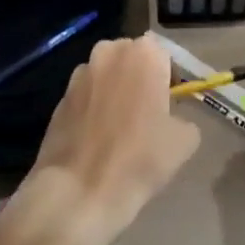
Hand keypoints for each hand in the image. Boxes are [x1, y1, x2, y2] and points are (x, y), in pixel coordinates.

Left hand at [18, 36, 200, 242]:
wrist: (78, 192)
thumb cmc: (139, 159)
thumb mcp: (185, 140)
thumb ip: (184, 116)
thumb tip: (171, 119)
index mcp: (144, 53)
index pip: (166, 54)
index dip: (171, 79)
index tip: (172, 105)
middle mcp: (109, 52)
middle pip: (133, 59)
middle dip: (141, 79)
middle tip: (149, 113)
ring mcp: (80, 74)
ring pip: (107, 76)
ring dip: (116, 91)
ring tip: (121, 128)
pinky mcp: (59, 98)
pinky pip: (87, 96)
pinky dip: (94, 109)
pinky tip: (98, 139)